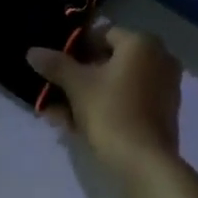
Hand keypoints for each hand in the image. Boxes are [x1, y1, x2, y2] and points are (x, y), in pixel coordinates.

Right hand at [27, 27, 181, 177]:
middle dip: (78, 78)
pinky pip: (129, 100)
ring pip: (117, 84)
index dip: (75, 50)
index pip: (102, 34)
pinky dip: (106, 107)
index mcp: (142, 43)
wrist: (145, 163)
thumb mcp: (78, 86)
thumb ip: (56, 65)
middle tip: (53, 94)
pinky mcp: (163, 111)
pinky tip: (78, 126)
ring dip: (87, 96)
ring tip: (58, 116)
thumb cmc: (111, 113)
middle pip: (109, 61)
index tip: (55, 67)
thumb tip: (33, 51)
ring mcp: (164, 85)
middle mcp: (159, 58)